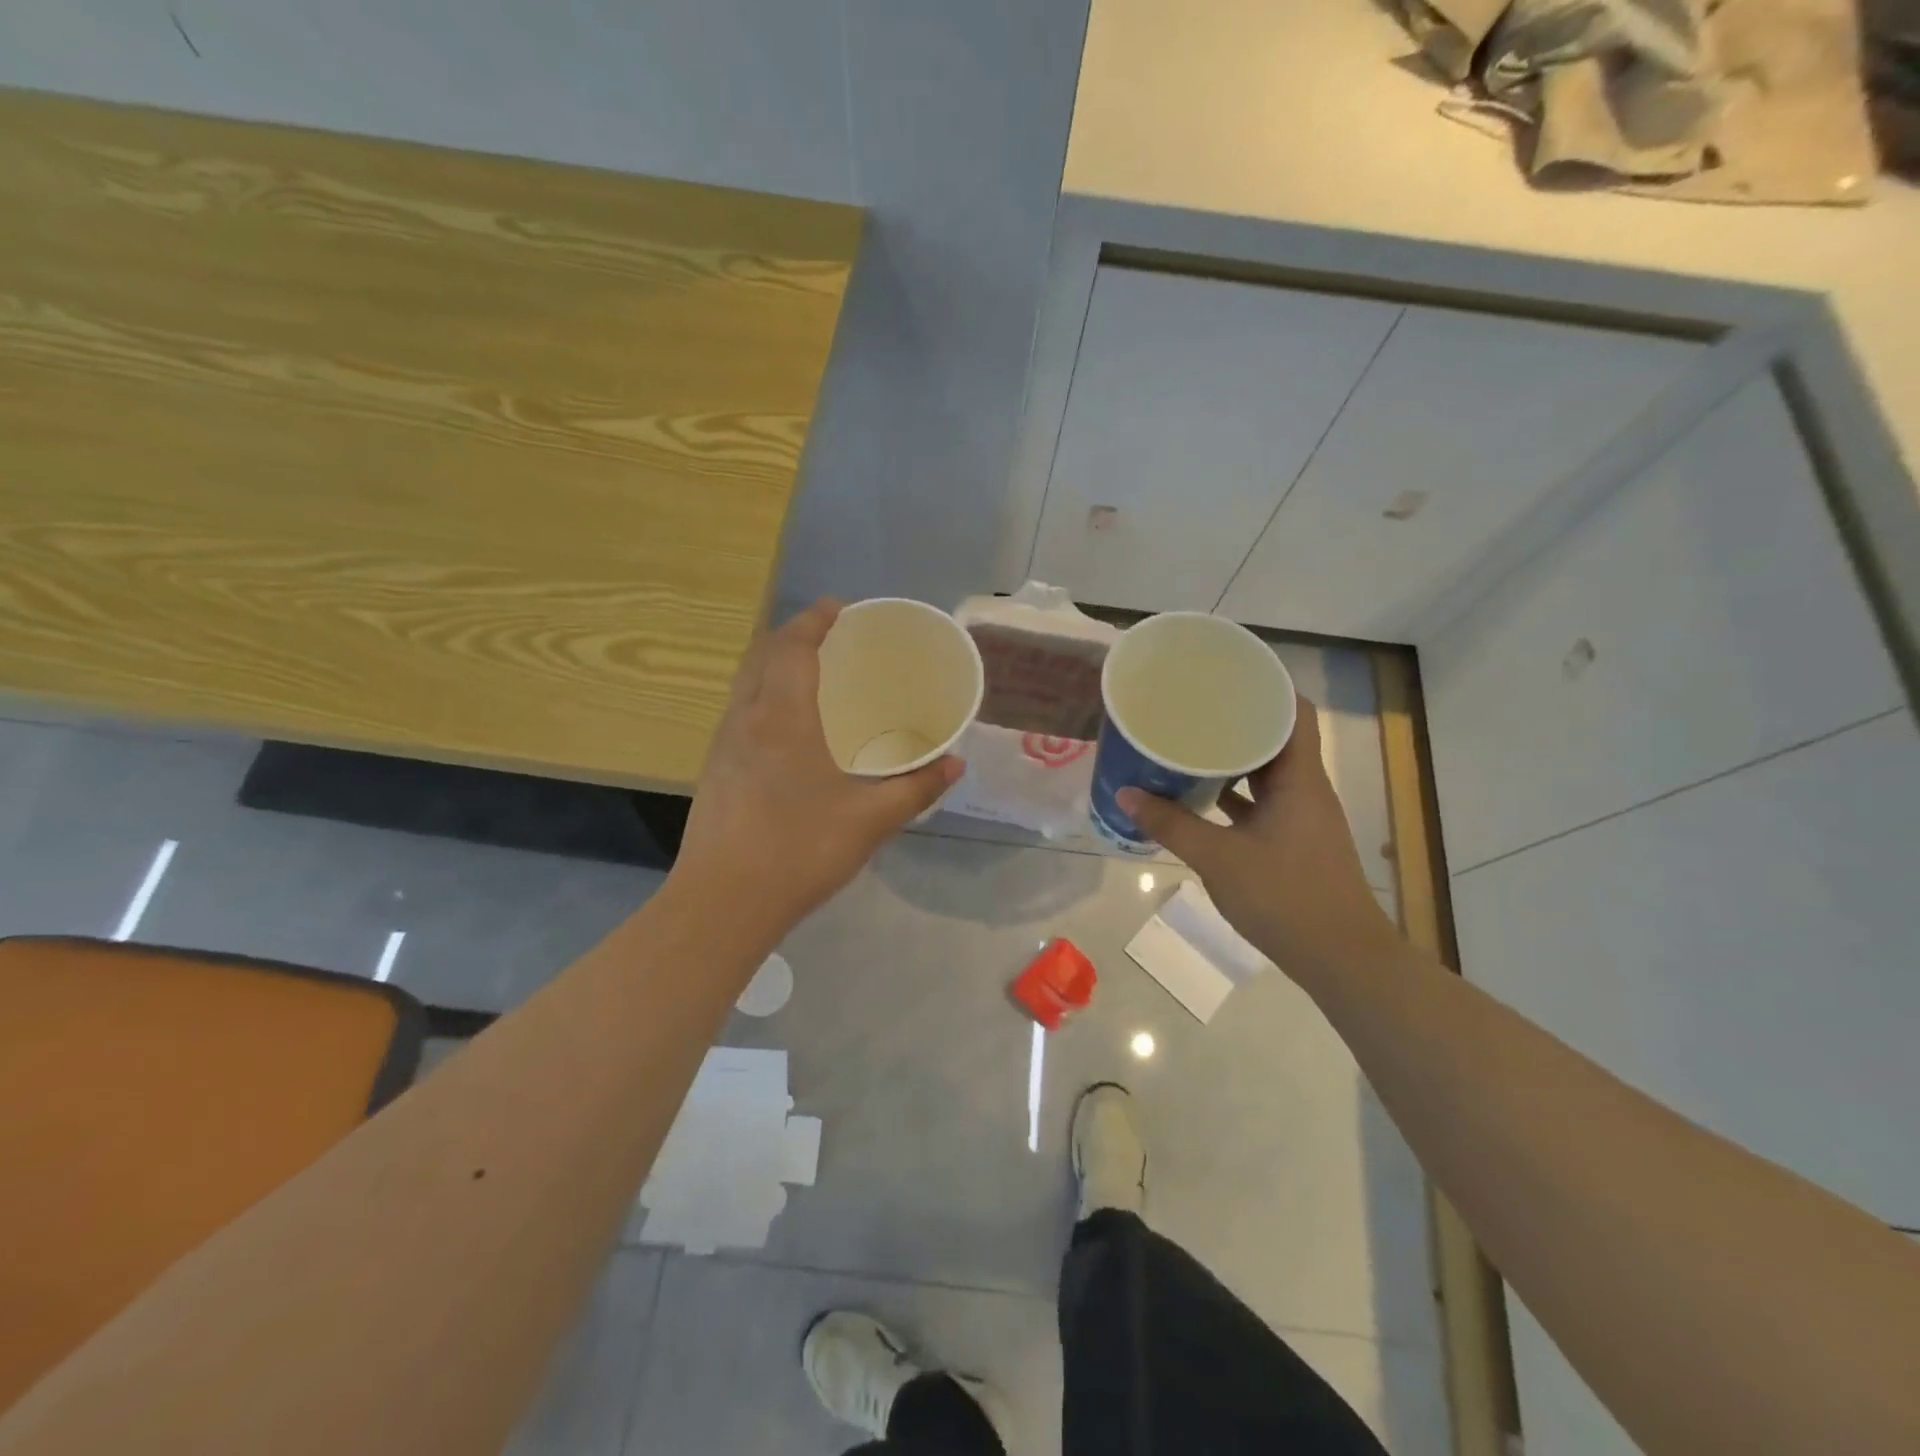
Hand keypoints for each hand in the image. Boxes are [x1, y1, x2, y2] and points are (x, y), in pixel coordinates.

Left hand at [676, 599, 963, 932]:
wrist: (722, 903)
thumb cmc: (800, 851)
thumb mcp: (870, 820)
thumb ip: (916, 787)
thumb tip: (955, 765)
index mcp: (782, 716)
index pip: (792, 646)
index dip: (814, 620)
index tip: (838, 607)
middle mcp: (746, 718)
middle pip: (762, 655)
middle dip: (793, 636)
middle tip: (829, 637)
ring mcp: (723, 745)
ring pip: (745, 683)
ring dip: (773, 664)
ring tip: (809, 673)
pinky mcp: (714, 770)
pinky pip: (739, 711)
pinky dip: (762, 695)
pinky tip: (785, 727)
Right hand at [1118, 700, 1400, 984]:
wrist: (1340, 958)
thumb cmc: (1285, 898)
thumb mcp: (1218, 859)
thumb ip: (1171, 824)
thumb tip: (1125, 793)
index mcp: (1299, 779)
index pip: (1294, 712)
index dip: (1266, 687)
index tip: (1227, 674)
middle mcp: (1305, 789)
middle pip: (1275, 738)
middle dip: (1236, 721)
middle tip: (1192, 707)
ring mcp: (1301, 817)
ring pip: (1266, 772)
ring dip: (1233, 759)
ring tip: (1189, 743)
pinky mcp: (1293, 841)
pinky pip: (1261, 802)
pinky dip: (1234, 795)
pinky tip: (1199, 797)